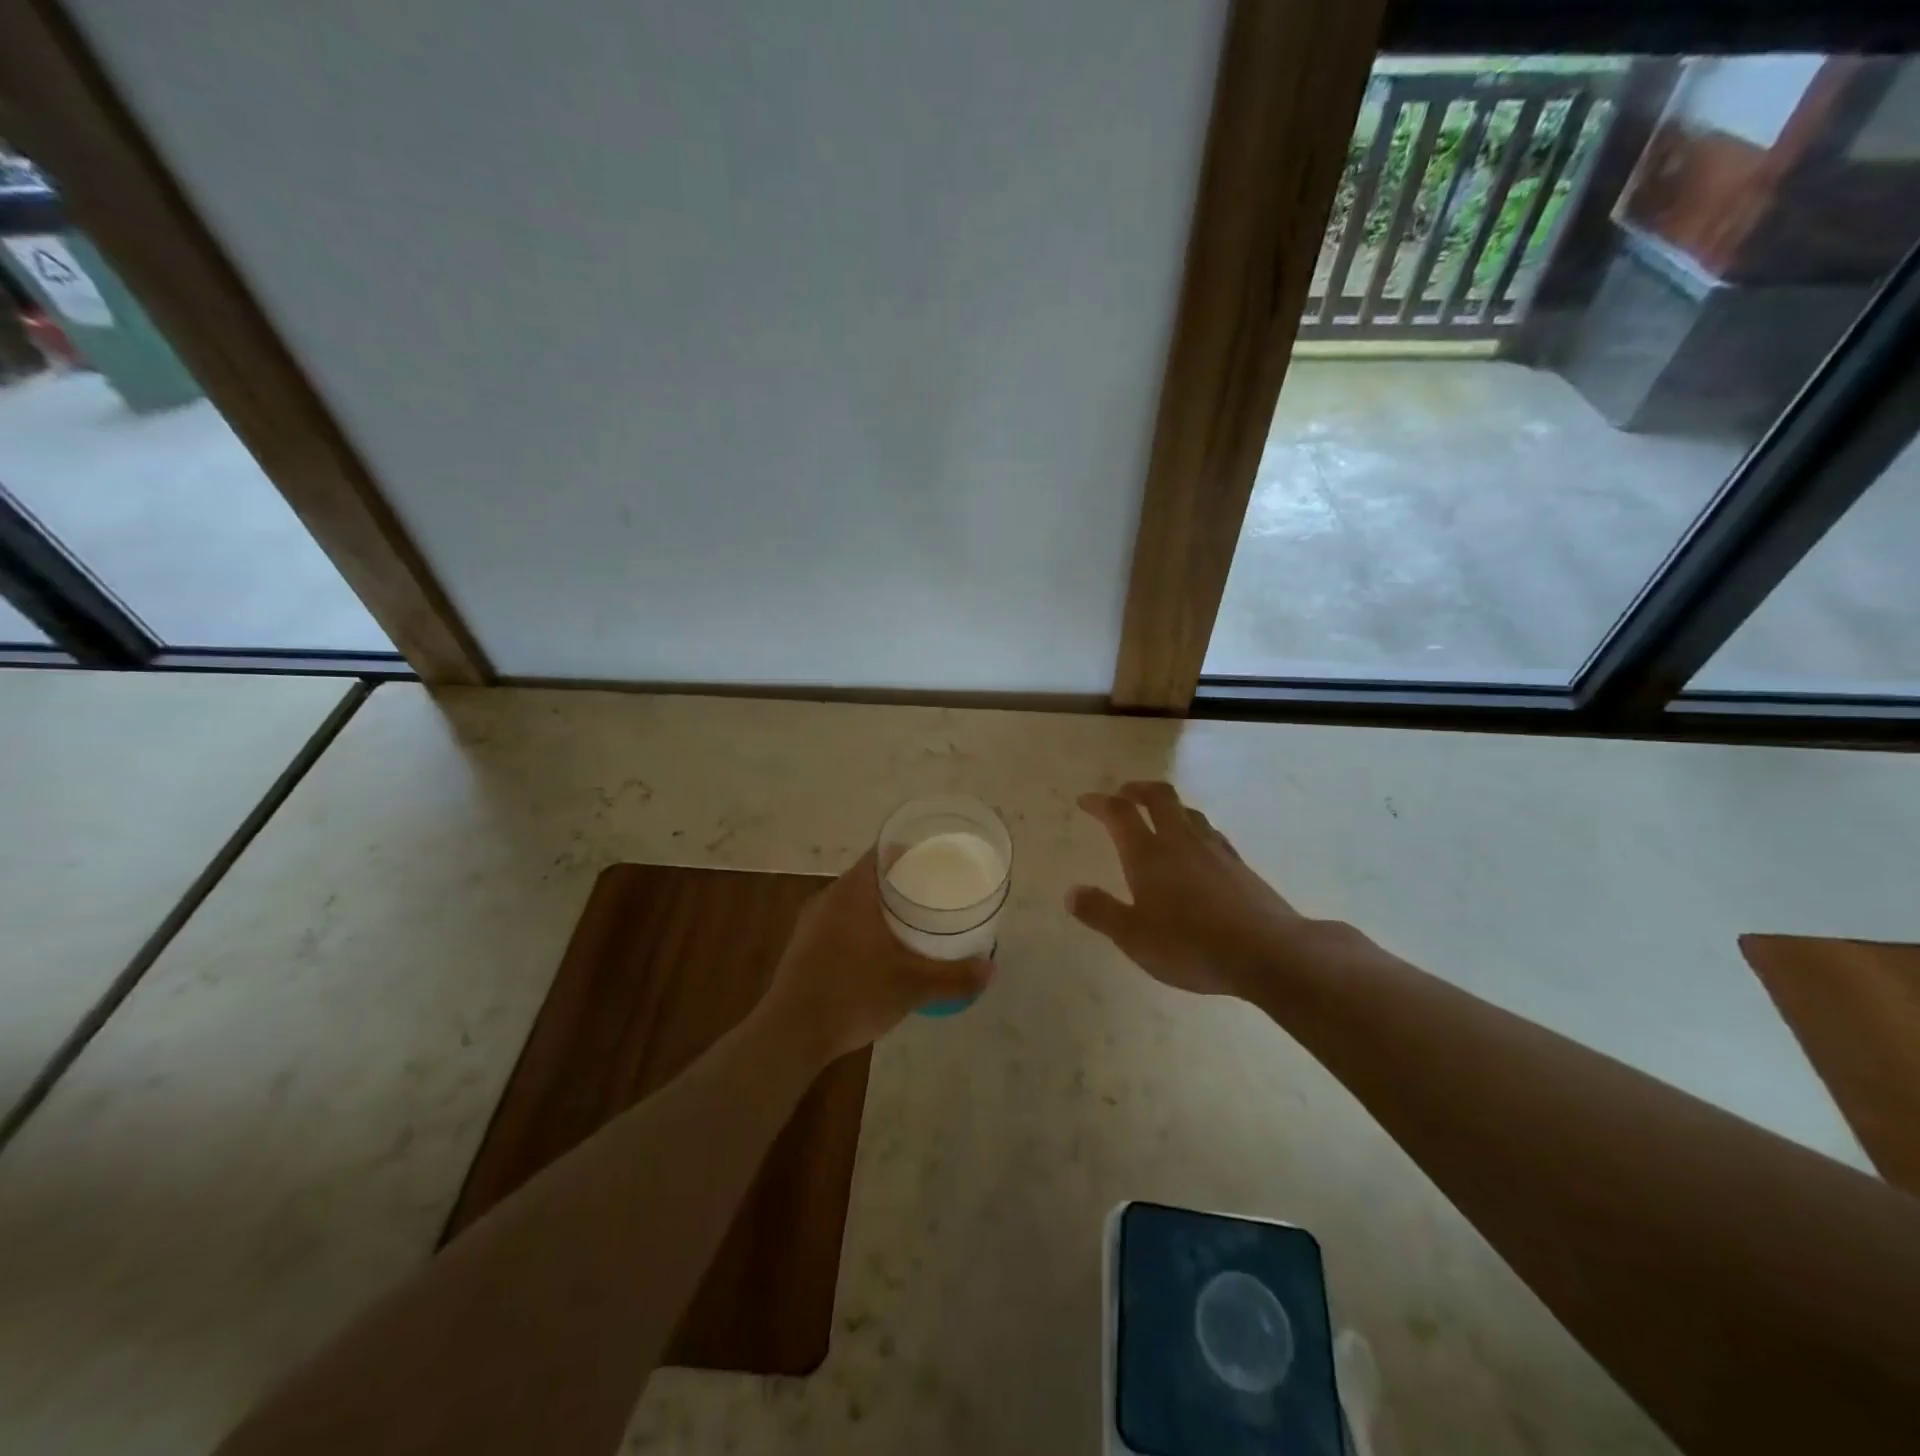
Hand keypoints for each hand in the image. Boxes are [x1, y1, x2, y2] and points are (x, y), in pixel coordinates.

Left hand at [755, 848, 994, 1066]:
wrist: (791, 1034)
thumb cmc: (854, 993)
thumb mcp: (912, 986)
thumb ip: (955, 977)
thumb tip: (991, 969)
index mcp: (852, 891)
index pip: (883, 852)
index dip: (910, 851)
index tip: (935, 859)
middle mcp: (829, 898)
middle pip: (870, 876)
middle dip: (901, 882)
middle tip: (933, 893)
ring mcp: (812, 923)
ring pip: (854, 902)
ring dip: (880, 907)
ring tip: (912, 922)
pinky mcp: (803, 947)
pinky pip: (840, 924)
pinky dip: (863, 928)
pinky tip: (880, 952)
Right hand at [1068, 781, 1351, 999]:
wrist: (1267, 953)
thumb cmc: (1190, 945)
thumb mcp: (1133, 937)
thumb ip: (1100, 912)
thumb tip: (1071, 892)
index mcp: (1148, 854)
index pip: (1119, 813)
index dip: (1099, 802)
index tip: (1085, 801)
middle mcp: (1180, 841)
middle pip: (1159, 797)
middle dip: (1138, 789)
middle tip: (1124, 793)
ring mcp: (1214, 850)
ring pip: (1188, 812)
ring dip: (1168, 806)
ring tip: (1158, 816)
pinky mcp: (1239, 865)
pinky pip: (1210, 833)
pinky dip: (1194, 829)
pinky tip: (1197, 848)